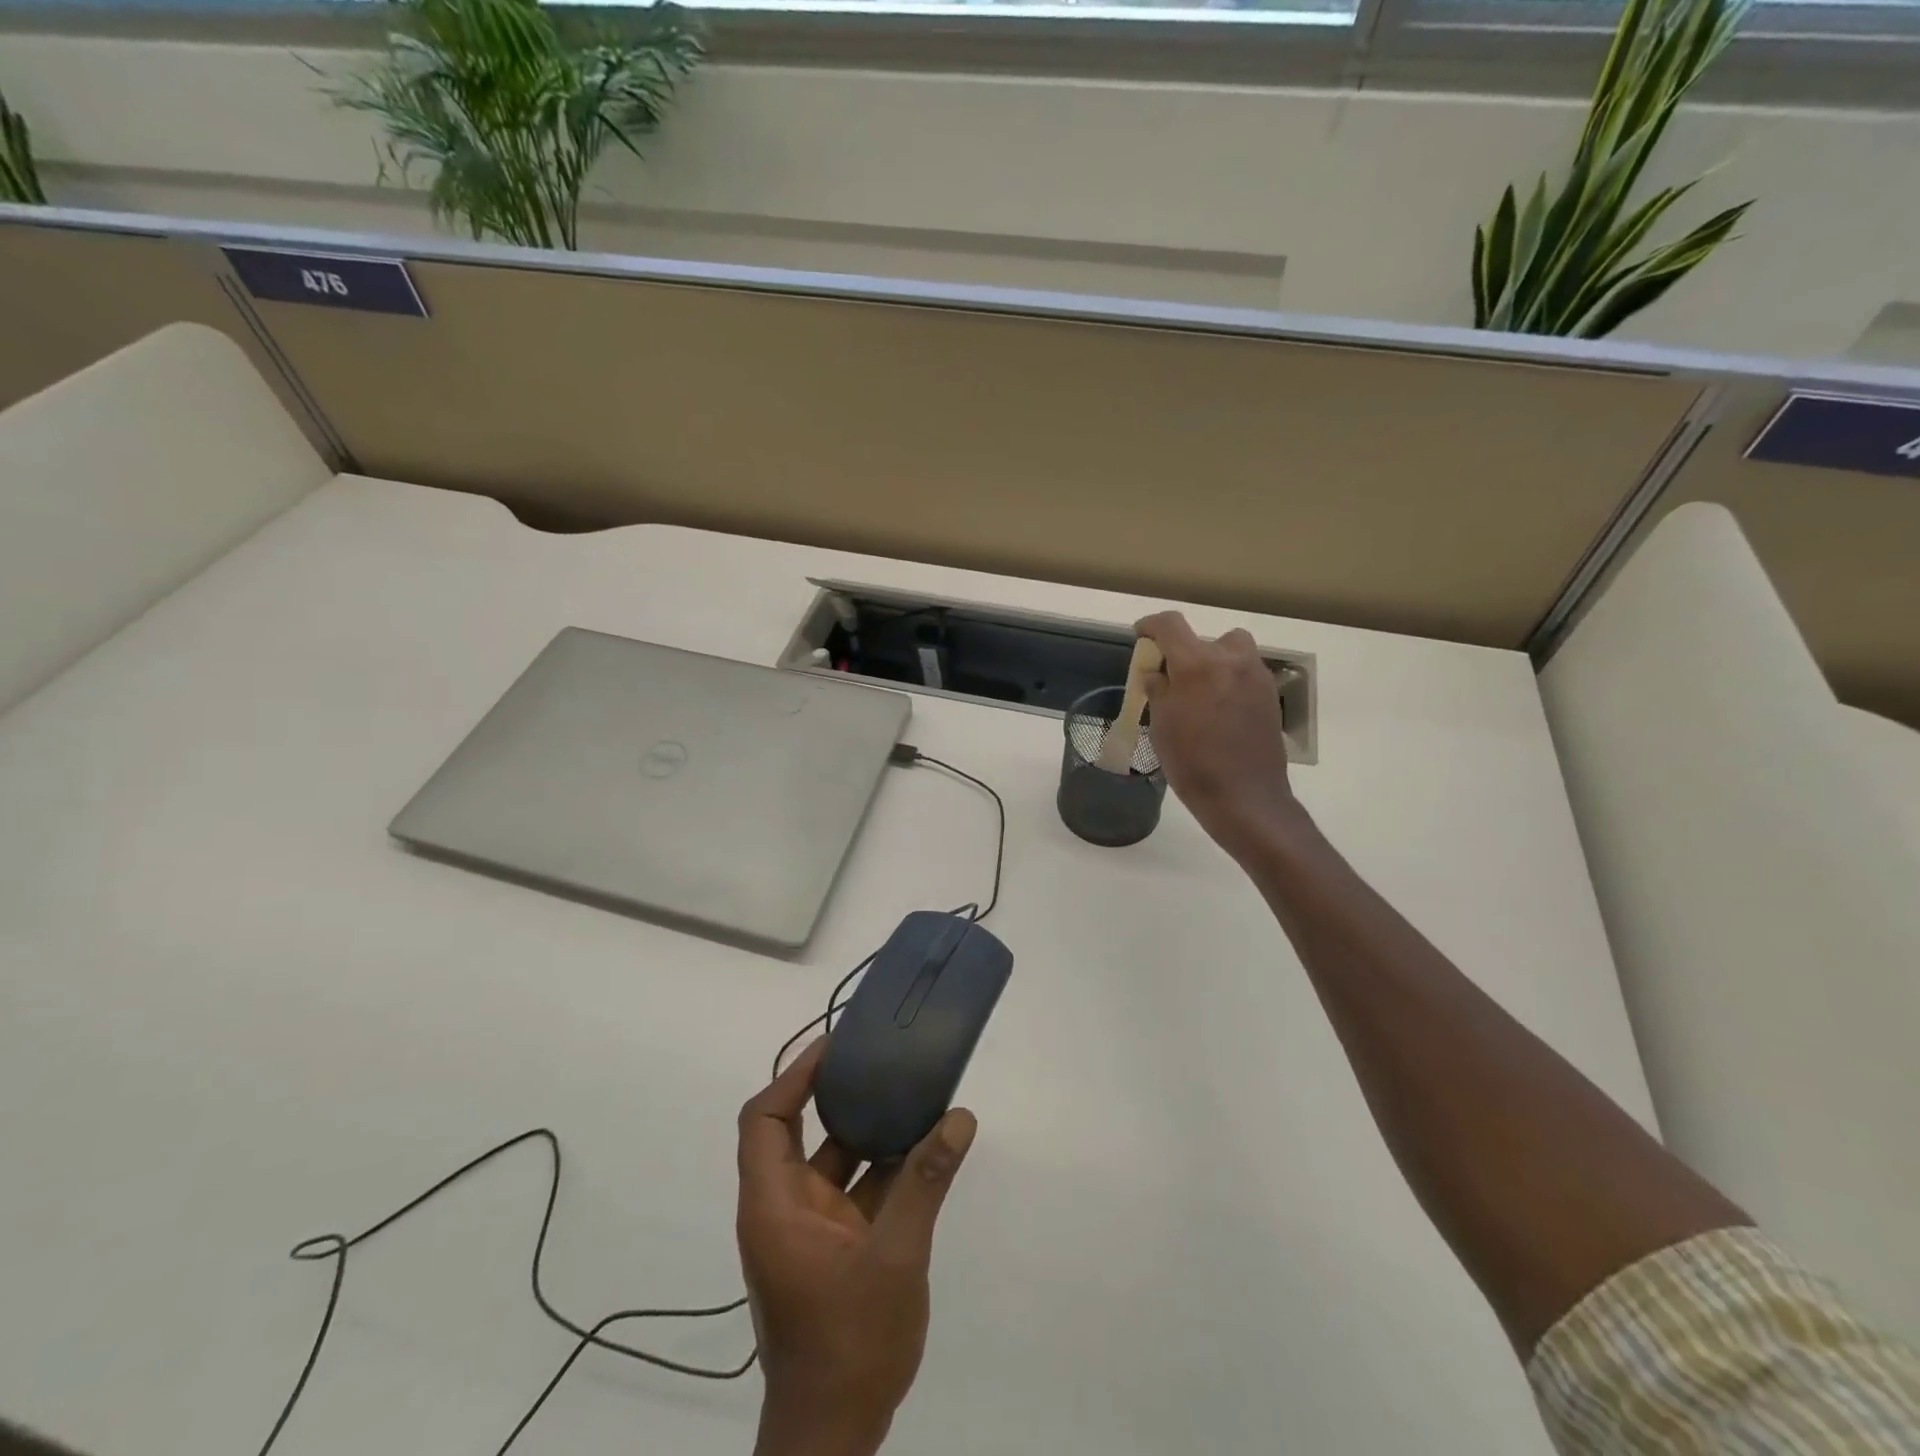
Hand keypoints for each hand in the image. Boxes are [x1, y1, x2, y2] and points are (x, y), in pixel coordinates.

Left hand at [737, 1038, 977, 1455]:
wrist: (835, 1437)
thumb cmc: (849, 1343)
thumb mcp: (894, 1257)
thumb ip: (925, 1183)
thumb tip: (959, 1117)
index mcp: (774, 1205)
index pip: (765, 1120)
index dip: (793, 1077)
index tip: (834, 1046)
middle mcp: (784, 1208)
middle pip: (796, 1131)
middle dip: (831, 1092)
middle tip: (873, 1056)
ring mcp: (810, 1230)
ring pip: (833, 1160)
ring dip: (866, 1128)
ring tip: (906, 1088)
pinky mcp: (836, 1248)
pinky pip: (857, 1190)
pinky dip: (884, 1166)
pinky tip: (924, 1146)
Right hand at [1134, 610, 1298, 861]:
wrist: (1245, 797)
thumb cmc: (1192, 764)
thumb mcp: (1161, 726)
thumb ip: (1158, 690)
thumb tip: (1156, 672)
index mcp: (1197, 665)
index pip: (1170, 625)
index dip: (1151, 625)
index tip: (1141, 635)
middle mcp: (1230, 660)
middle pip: (1203, 638)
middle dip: (1185, 652)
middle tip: (1172, 679)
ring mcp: (1256, 676)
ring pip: (1231, 650)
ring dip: (1213, 660)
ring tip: (1200, 691)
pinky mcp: (1270, 694)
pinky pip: (1246, 672)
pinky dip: (1230, 679)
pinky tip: (1221, 710)